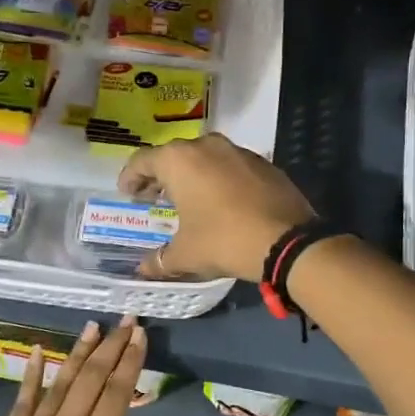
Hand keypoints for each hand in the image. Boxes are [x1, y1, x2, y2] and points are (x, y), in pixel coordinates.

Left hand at [0, 318, 149, 415]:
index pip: (116, 398)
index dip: (130, 364)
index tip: (139, 337)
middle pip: (92, 381)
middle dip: (112, 348)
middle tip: (126, 319)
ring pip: (61, 384)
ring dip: (79, 353)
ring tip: (93, 326)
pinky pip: (21, 400)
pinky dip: (32, 373)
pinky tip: (40, 350)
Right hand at [118, 134, 315, 280]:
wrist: (287, 241)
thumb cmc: (223, 240)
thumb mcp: (185, 254)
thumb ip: (160, 260)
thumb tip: (143, 269)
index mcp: (179, 160)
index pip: (142, 161)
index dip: (130, 177)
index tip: (127, 192)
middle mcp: (206, 146)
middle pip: (173, 155)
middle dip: (161, 175)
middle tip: (153, 196)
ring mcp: (238, 151)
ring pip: (204, 157)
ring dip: (191, 175)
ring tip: (187, 198)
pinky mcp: (263, 163)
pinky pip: (230, 166)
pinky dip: (218, 178)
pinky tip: (221, 201)